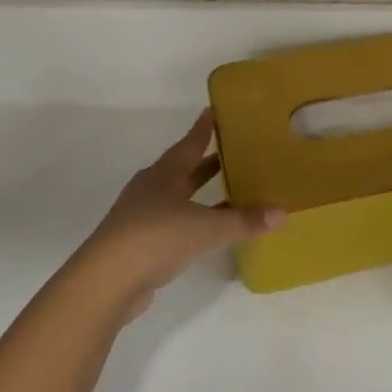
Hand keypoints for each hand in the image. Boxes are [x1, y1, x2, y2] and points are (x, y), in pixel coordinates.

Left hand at [71, 110, 283, 313]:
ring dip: (201, 191)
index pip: (190, 143)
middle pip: (183, 168)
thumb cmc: (155, 238)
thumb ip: (244, 221)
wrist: (107, 281)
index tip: (215, 110)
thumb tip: (284, 213)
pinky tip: (209, 227)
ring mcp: (142, 215)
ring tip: (230, 188)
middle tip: (234, 150)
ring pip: (178, 195)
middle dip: (207, 160)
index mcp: (164, 175)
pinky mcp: (140, 241)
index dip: (204, 128)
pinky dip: (194, 217)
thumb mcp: (206, 228)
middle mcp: (152, 188)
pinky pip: (174, 220)